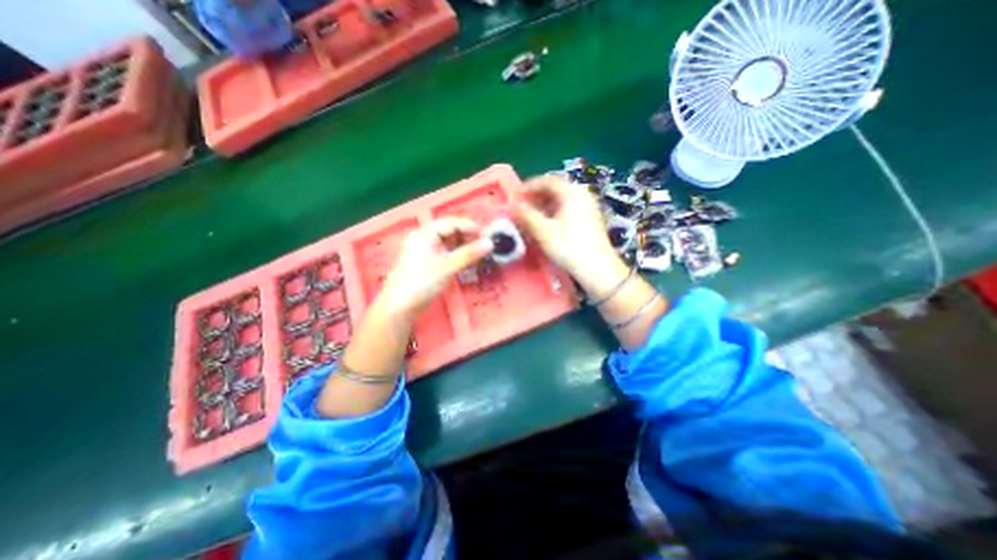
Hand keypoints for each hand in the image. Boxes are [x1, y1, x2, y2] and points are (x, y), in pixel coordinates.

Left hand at [378, 217, 492, 317]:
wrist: (401, 307)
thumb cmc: (422, 282)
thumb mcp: (447, 267)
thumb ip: (469, 254)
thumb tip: (490, 243)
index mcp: (425, 234)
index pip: (450, 223)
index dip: (469, 227)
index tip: (486, 235)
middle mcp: (425, 239)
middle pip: (450, 232)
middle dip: (468, 238)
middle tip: (485, 246)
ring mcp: (427, 252)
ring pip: (450, 244)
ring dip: (465, 248)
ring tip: (480, 255)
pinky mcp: (430, 265)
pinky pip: (447, 255)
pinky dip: (459, 257)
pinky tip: (470, 262)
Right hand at [518, 176, 620, 276]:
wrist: (598, 268)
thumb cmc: (569, 247)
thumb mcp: (544, 231)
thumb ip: (527, 215)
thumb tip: (512, 205)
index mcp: (572, 192)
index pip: (547, 180)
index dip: (530, 186)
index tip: (516, 196)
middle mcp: (582, 194)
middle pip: (556, 188)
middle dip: (537, 195)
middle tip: (522, 206)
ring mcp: (588, 207)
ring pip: (562, 199)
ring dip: (545, 204)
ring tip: (531, 216)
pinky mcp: (590, 219)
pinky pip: (569, 208)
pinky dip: (555, 211)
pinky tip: (547, 224)